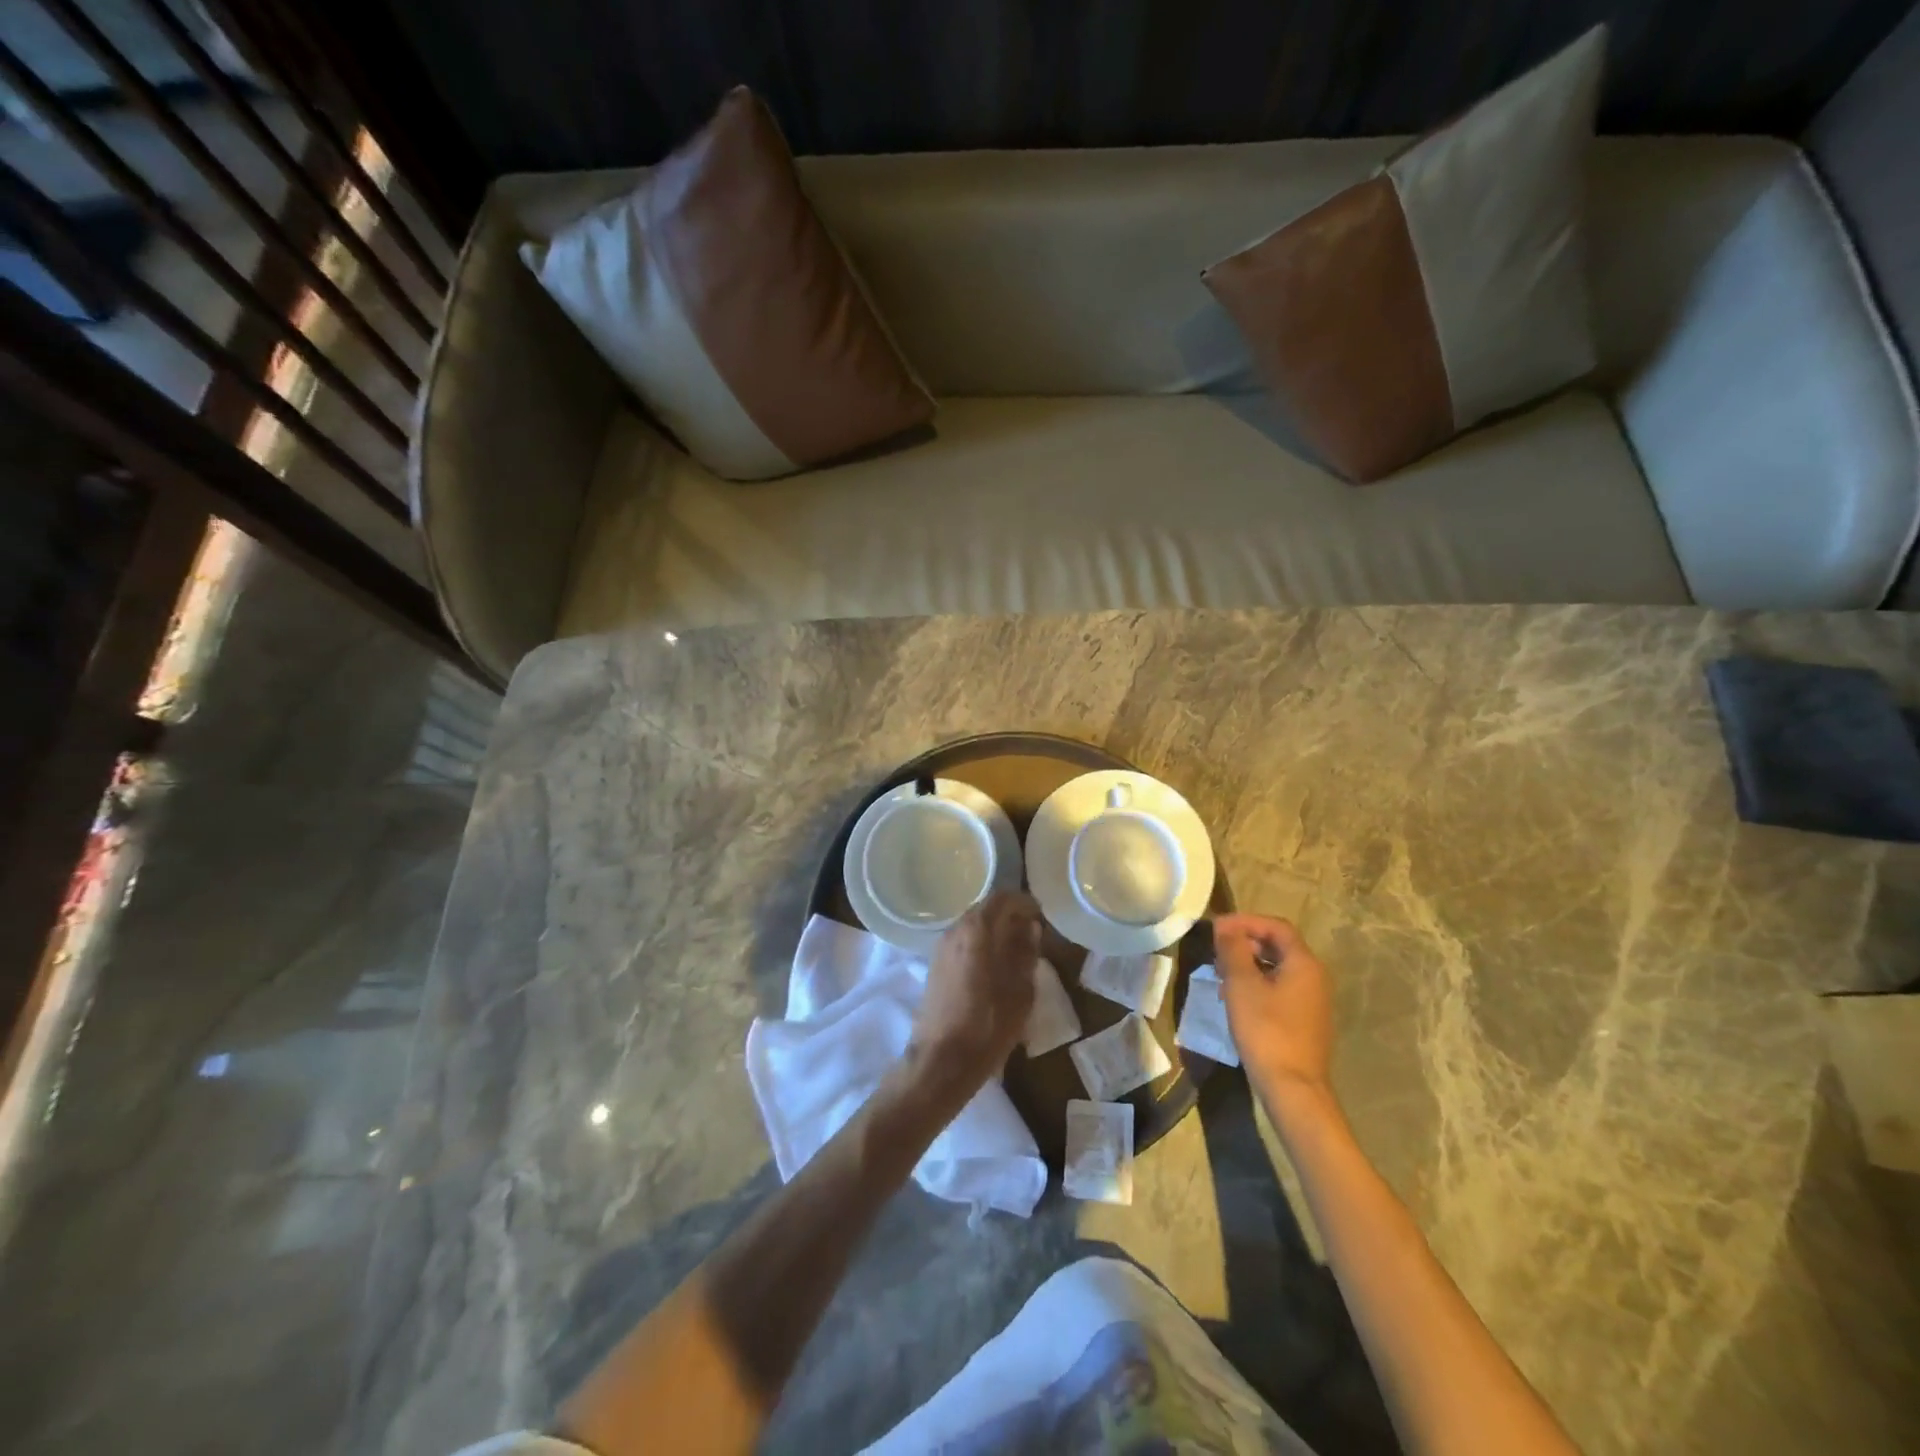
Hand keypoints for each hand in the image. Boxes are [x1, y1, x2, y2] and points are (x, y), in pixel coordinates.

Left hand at [907, 891, 1040, 1102]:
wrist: (943, 1059)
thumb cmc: (988, 1024)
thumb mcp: (1020, 990)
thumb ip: (1026, 953)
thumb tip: (1030, 928)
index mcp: (976, 929)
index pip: (1002, 898)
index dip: (1024, 902)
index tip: (1041, 914)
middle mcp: (955, 930)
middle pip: (985, 909)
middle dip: (1010, 916)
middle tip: (1033, 932)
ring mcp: (941, 947)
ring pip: (973, 926)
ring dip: (995, 930)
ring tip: (1018, 951)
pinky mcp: (935, 965)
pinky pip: (963, 942)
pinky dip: (982, 944)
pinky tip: (996, 965)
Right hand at [1214, 914, 1335, 1109]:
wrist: (1293, 1088)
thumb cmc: (1266, 1030)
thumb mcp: (1242, 985)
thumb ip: (1233, 949)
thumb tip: (1225, 926)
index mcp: (1304, 963)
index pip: (1276, 926)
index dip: (1245, 921)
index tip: (1217, 928)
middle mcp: (1315, 977)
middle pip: (1279, 946)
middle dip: (1245, 942)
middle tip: (1216, 949)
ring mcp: (1312, 1001)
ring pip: (1277, 968)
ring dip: (1248, 963)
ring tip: (1220, 973)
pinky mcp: (1305, 1020)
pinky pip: (1280, 988)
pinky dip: (1257, 983)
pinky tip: (1235, 997)